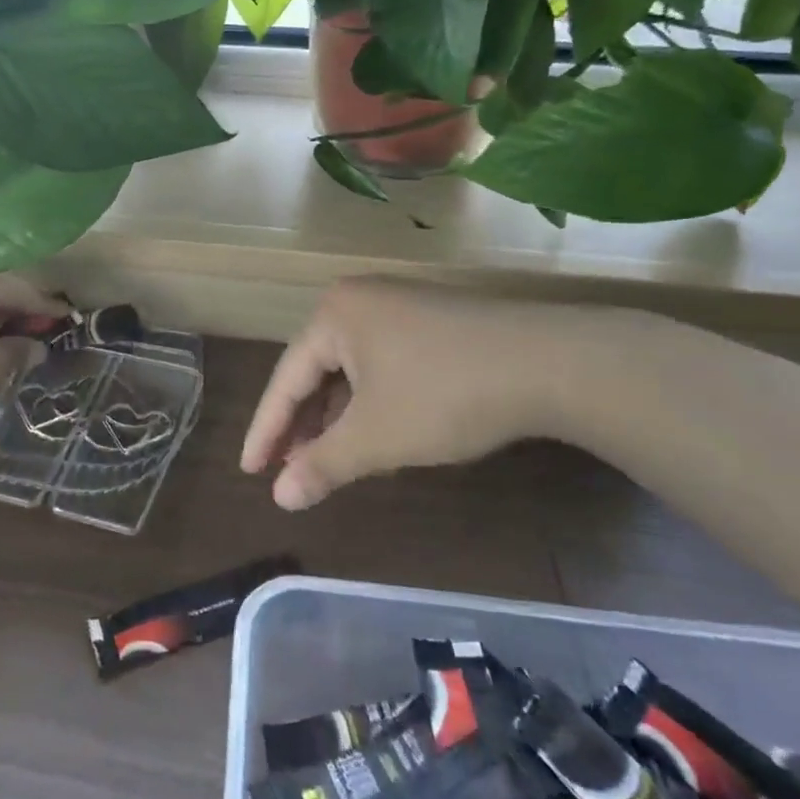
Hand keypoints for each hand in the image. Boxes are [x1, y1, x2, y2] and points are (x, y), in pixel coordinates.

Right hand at [241, 278, 629, 510]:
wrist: (550, 363)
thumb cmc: (445, 395)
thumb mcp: (376, 437)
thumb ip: (322, 465)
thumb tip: (279, 498)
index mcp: (334, 315)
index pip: (285, 378)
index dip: (266, 430)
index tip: (249, 472)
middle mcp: (360, 301)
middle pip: (316, 370)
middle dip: (303, 424)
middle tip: (288, 470)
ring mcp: (399, 307)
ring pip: (351, 369)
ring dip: (338, 417)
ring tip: (328, 459)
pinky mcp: (432, 322)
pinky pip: (382, 364)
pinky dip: (371, 402)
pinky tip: (376, 434)